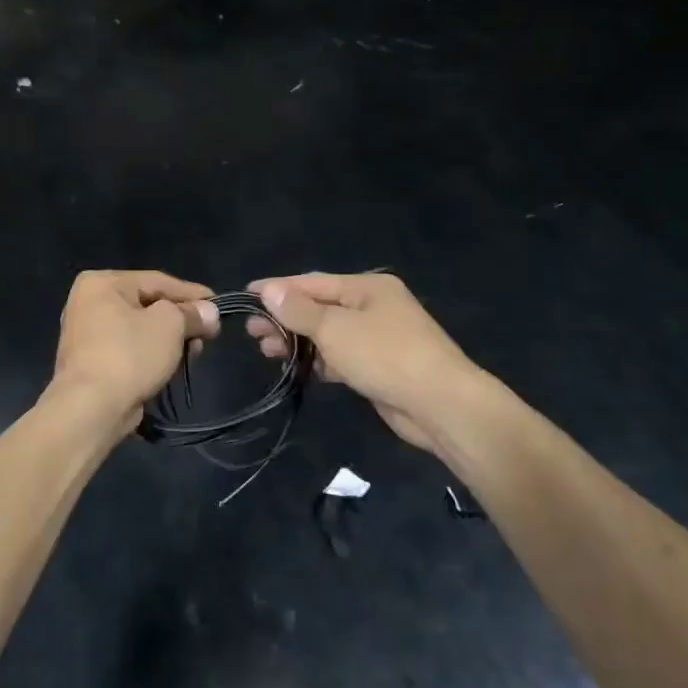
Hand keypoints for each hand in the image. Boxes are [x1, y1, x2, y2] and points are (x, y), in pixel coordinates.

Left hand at [51, 271, 219, 439]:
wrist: (91, 408)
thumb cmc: (129, 354)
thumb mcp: (170, 325)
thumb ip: (192, 314)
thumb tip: (209, 313)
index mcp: (101, 283)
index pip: (157, 280)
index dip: (192, 293)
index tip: (218, 304)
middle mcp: (88, 303)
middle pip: (148, 305)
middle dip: (182, 320)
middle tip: (209, 334)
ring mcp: (87, 335)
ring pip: (140, 330)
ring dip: (170, 340)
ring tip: (195, 353)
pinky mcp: (91, 363)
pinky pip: (130, 350)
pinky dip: (152, 355)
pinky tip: (173, 366)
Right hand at [247, 272, 496, 453]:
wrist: (441, 405)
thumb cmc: (386, 356)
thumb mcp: (336, 328)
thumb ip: (299, 310)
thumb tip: (268, 290)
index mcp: (367, 287)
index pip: (312, 282)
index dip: (278, 288)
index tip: (246, 295)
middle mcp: (373, 307)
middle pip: (319, 307)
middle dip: (285, 318)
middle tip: (251, 331)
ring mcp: (377, 338)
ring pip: (328, 334)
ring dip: (298, 341)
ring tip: (266, 350)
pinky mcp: (378, 367)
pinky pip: (340, 358)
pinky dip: (318, 361)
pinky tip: (295, 368)